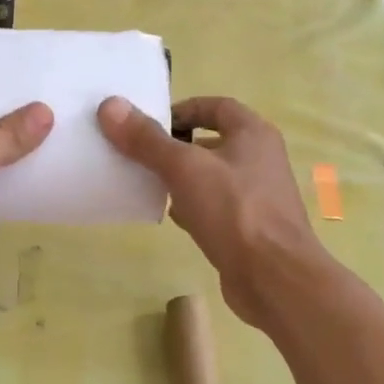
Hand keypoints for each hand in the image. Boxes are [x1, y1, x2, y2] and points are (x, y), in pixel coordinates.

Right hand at [98, 94, 324, 327]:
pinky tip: (171, 218)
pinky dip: (192, 207)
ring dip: (181, 178)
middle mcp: (259, 159)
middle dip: (175, 146)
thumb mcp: (184, 168)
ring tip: (147, 184)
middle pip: (210, 141)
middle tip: (139, 154)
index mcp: (253, 134)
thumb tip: (110, 105)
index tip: (147, 124)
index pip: (215, 106)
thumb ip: (147, 139)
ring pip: (210, 176)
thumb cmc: (234, 211)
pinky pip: (214, 206)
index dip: (181, 109)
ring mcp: (256, 195)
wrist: (274, 278)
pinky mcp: (248, 227)